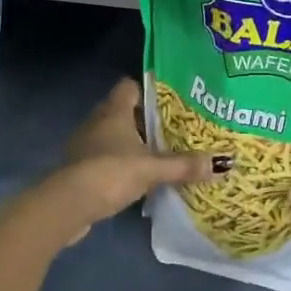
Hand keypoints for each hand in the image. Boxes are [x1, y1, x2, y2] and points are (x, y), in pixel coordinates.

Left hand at [28, 79, 227, 247]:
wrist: (67, 205)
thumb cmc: (111, 172)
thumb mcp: (153, 168)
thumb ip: (185, 165)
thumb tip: (223, 163)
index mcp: (114, 110)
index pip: (129, 86)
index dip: (148, 89)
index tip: (170, 99)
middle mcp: (97, 121)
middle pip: (122, 110)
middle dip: (144, 119)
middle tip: (171, 127)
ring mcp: (85, 145)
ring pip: (112, 135)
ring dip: (130, 142)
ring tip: (157, 152)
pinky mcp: (79, 168)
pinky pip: (104, 157)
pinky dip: (118, 162)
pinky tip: (136, 176)